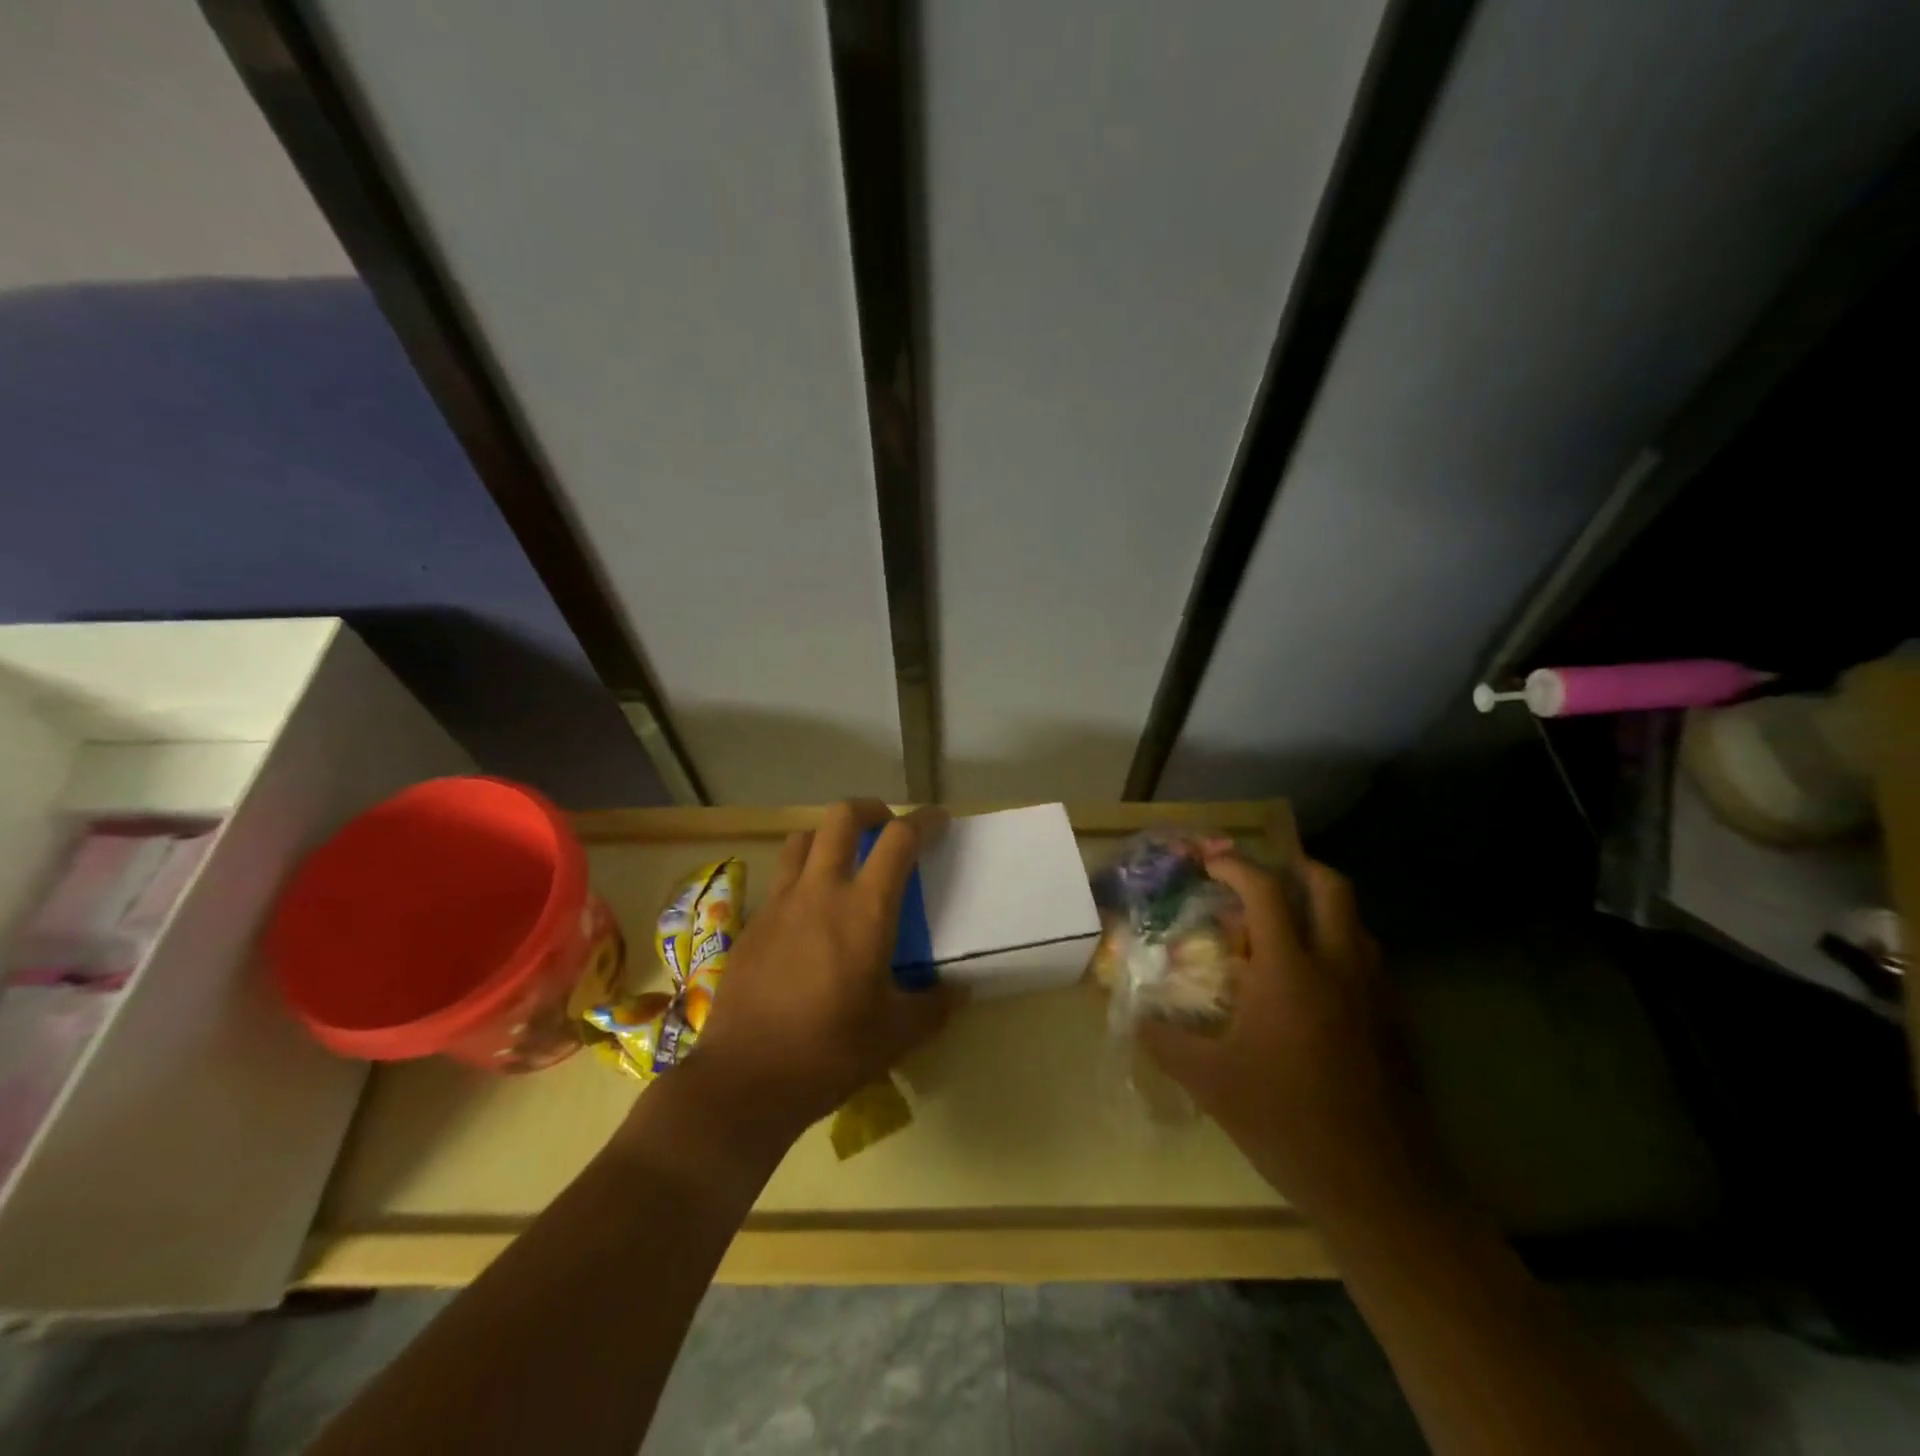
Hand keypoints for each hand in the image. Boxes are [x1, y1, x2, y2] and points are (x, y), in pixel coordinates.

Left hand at [675, 800, 961, 1150]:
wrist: (745, 1079)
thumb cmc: (830, 1052)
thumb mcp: (896, 1034)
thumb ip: (934, 1005)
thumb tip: (960, 991)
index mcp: (864, 910)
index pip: (899, 840)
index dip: (924, 821)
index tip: (939, 821)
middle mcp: (820, 891)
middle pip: (841, 817)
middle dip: (870, 809)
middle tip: (886, 827)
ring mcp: (779, 903)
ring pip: (802, 839)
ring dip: (828, 836)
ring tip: (843, 859)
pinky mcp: (752, 924)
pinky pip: (780, 878)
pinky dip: (800, 875)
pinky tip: (808, 912)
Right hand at [1140, 852, 1435, 1224]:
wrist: (1379, 1187)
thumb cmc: (1286, 1124)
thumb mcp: (1210, 1082)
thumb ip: (1165, 1040)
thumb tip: (1134, 1015)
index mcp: (1289, 971)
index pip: (1265, 891)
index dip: (1235, 866)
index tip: (1209, 862)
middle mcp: (1338, 966)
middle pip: (1330, 886)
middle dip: (1294, 868)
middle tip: (1262, 880)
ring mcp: (1375, 992)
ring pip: (1356, 920)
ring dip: (1321, 907)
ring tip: (1285, 928)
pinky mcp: (1397, 1021)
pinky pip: (1369, 959)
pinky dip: (1340, 946)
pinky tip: (1314, 984)